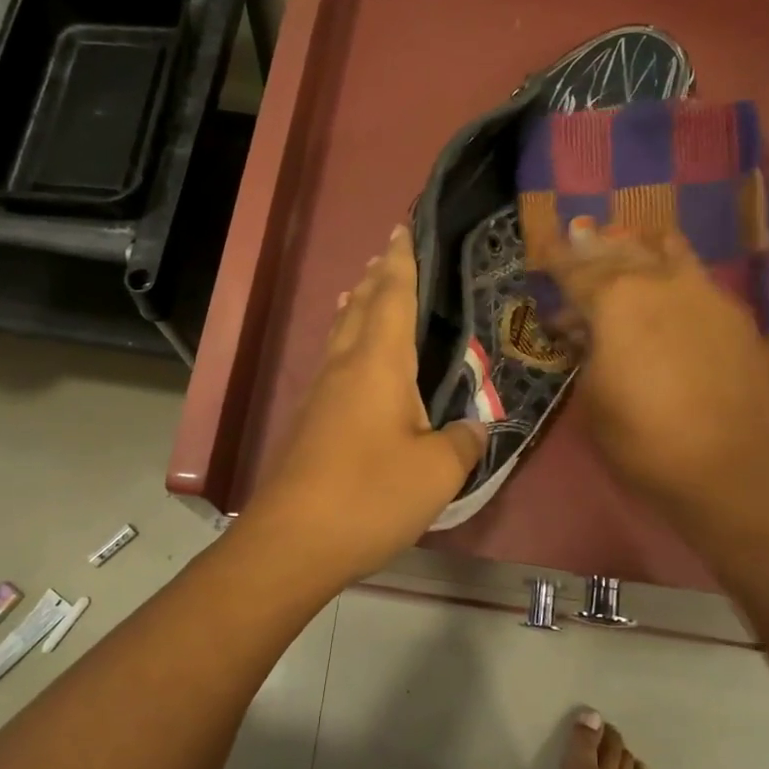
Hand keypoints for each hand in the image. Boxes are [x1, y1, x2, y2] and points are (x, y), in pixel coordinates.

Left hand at [245, 226, 486, 584]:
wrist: (293, 541)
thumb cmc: (370, 496)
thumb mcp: (437, 471)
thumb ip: (462, 441)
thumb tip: (474, 426)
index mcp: (379, 363)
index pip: (392, 295)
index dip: (401, 261)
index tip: (403, 228)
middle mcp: (345, 366)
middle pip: (360, 306)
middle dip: (377, 276)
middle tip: (390, 250)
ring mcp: (322, 393)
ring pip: (342, 332)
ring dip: (357, 305)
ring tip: (366, 288)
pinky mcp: (311, 421)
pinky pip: (334, 361)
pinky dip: (348, 340)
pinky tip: (354, 357)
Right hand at [541, 218, 768, 531]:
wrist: (735, 465)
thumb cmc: (644, 438)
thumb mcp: (592, 401)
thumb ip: (584, 355)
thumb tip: (580, 333)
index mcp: (615, 300)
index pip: (575, 269)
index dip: (554, 259)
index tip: (542, 247)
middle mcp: (660, 282)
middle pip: (620, 251)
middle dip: (595, 248)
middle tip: (579, 244)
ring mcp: (706, 293)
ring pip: (668, 252)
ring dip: (641, 250)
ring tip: (630, 249)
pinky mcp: (739, 315)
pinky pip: (698, 280)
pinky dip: (676, 278)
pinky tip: (673, 294)